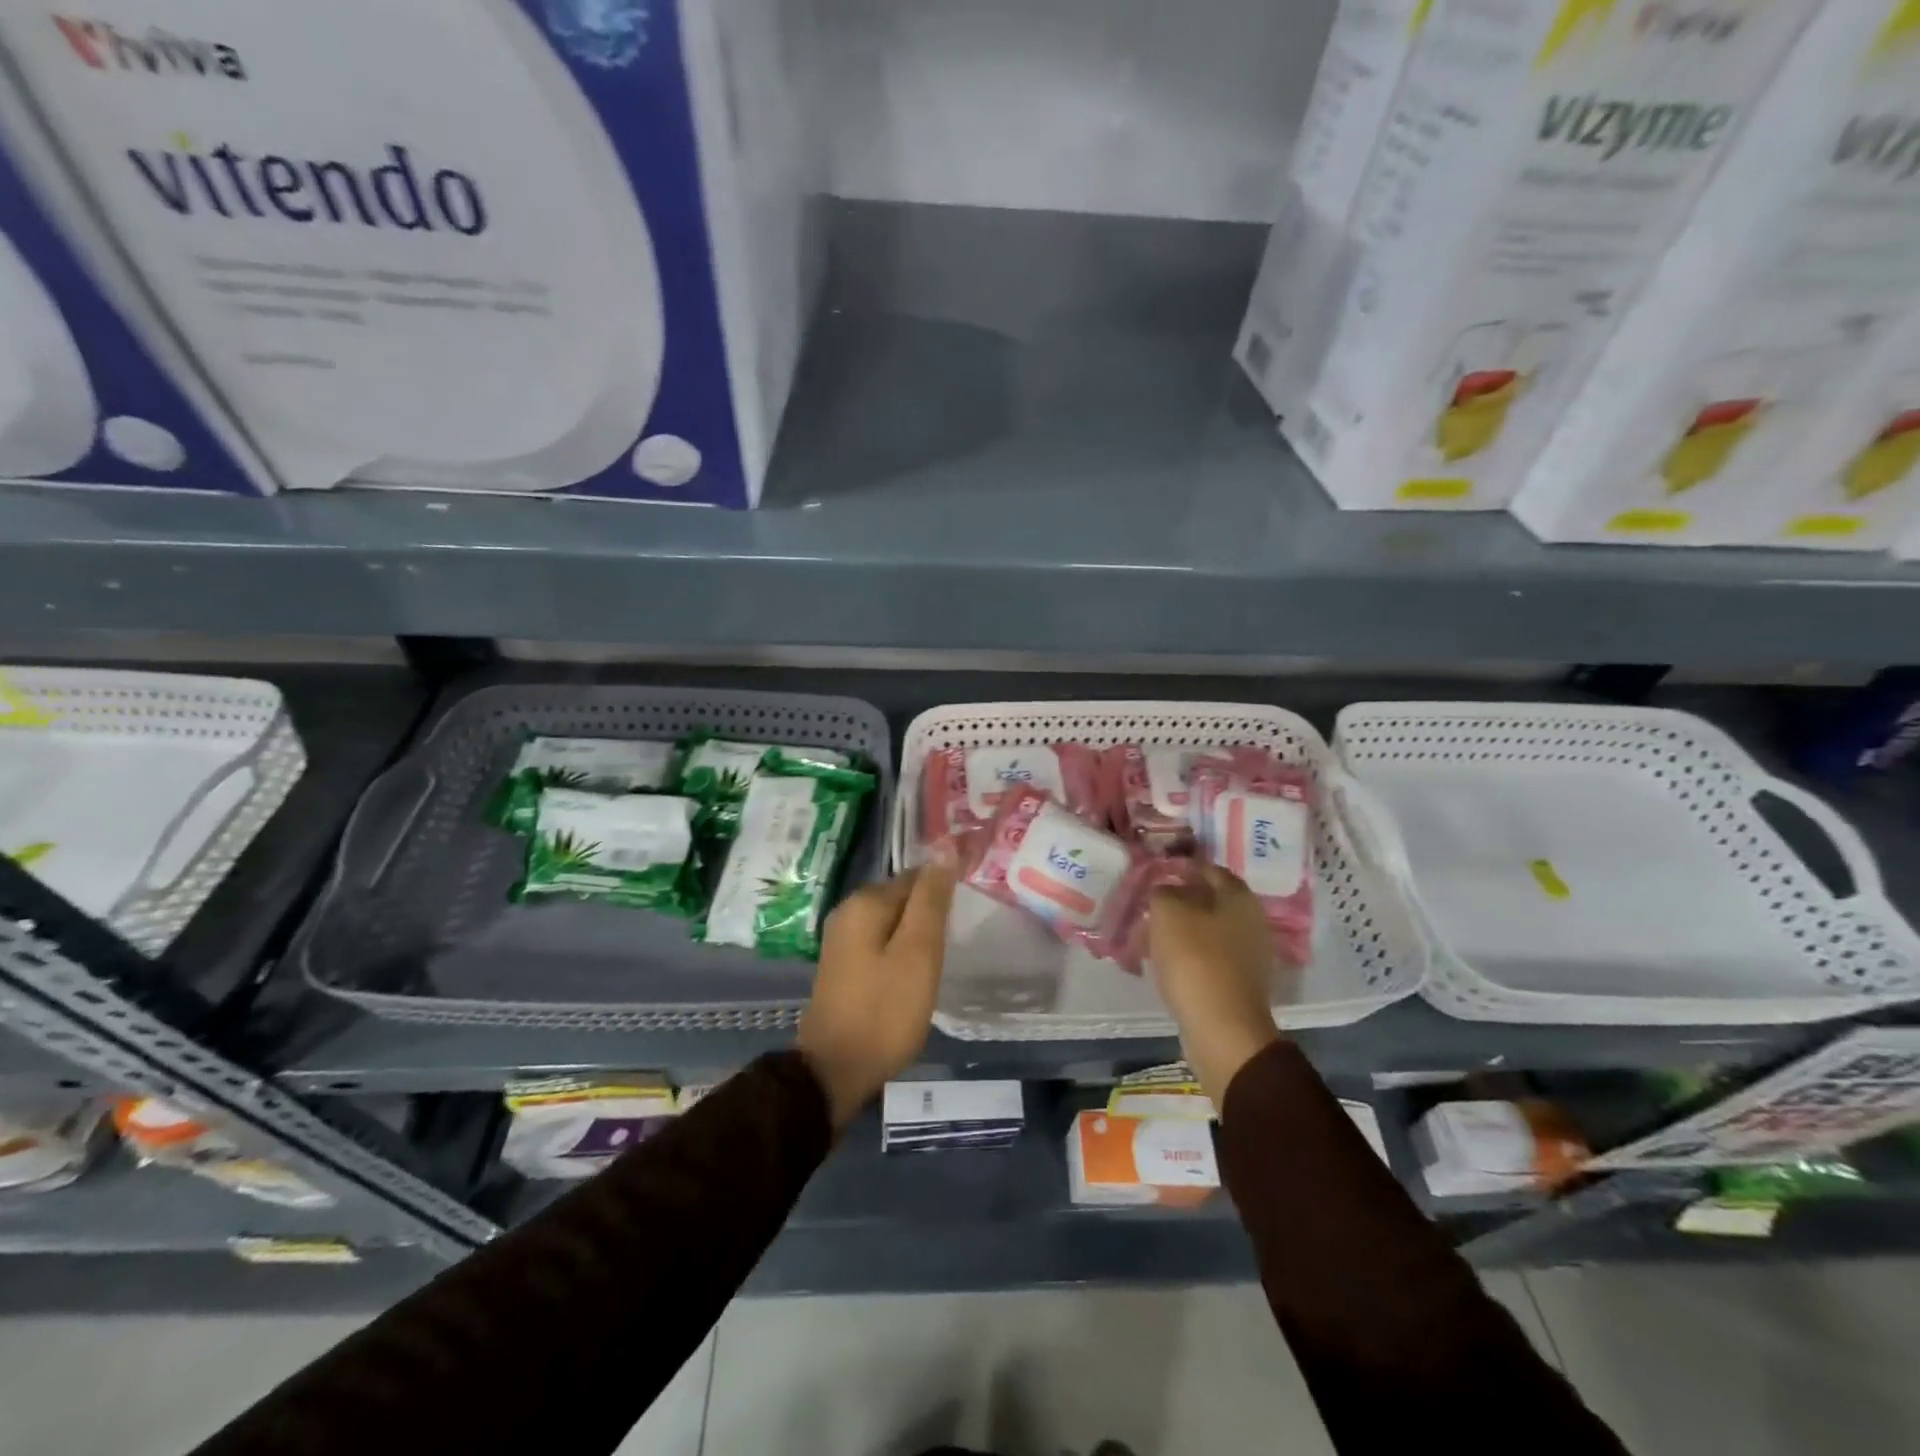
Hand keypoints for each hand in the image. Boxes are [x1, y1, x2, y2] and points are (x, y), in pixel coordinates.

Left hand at [797, 864, 957, 1129]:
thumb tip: (944, 848)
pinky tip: (917, 973)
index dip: (945, 891)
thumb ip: (931, 900)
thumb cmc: (884, 1011)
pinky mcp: (844, 964)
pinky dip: (902, 952)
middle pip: (904, 897)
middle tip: (958, 939)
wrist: (835, 1070)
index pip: (918, 876)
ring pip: (894, 923)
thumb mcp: (918, 952)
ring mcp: (842, 939)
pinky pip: (882, 943)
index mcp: (866, 901)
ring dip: (918, 935)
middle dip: (931, 913)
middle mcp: (849, 911)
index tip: (968, 915)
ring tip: (944, 957)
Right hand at [1148, 863, 1283, 1107]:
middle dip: (1177, 901)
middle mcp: (1251, 919)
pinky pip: (1207, 957)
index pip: (1207, 868)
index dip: (1180, 868)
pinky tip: (1164, 962)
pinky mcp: (1238, 981)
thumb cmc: (1195, 959)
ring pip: (1206, 930)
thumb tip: (1165, 890)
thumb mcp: (1168, 912)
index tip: (1153, 874)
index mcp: (1239, 896)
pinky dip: (1186, 955)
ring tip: (1148, 936)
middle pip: (1207, 900)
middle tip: (1147, 907)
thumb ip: (1163, 891)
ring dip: (1179, 930)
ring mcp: (1248, 953)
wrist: (1222, 1027)